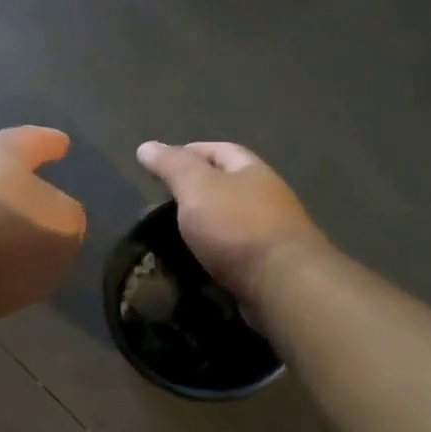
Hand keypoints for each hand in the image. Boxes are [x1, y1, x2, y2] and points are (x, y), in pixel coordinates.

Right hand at [136, 141, 327, 308]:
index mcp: (251, 170)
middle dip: (196, 190)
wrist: (283, 285)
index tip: (158, 166)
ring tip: (173, 235)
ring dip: (205, 224)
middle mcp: (266, 196)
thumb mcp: (197, 187)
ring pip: (230, 220)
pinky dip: (215, 251)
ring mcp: (271, 232)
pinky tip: (197, 261)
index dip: (187, 152)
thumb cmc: (237, 227)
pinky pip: (235, 250)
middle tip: (160, 204)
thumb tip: (146, 146)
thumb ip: (172, 166)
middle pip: (227, 184)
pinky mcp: (269, 265)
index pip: (218, 149)